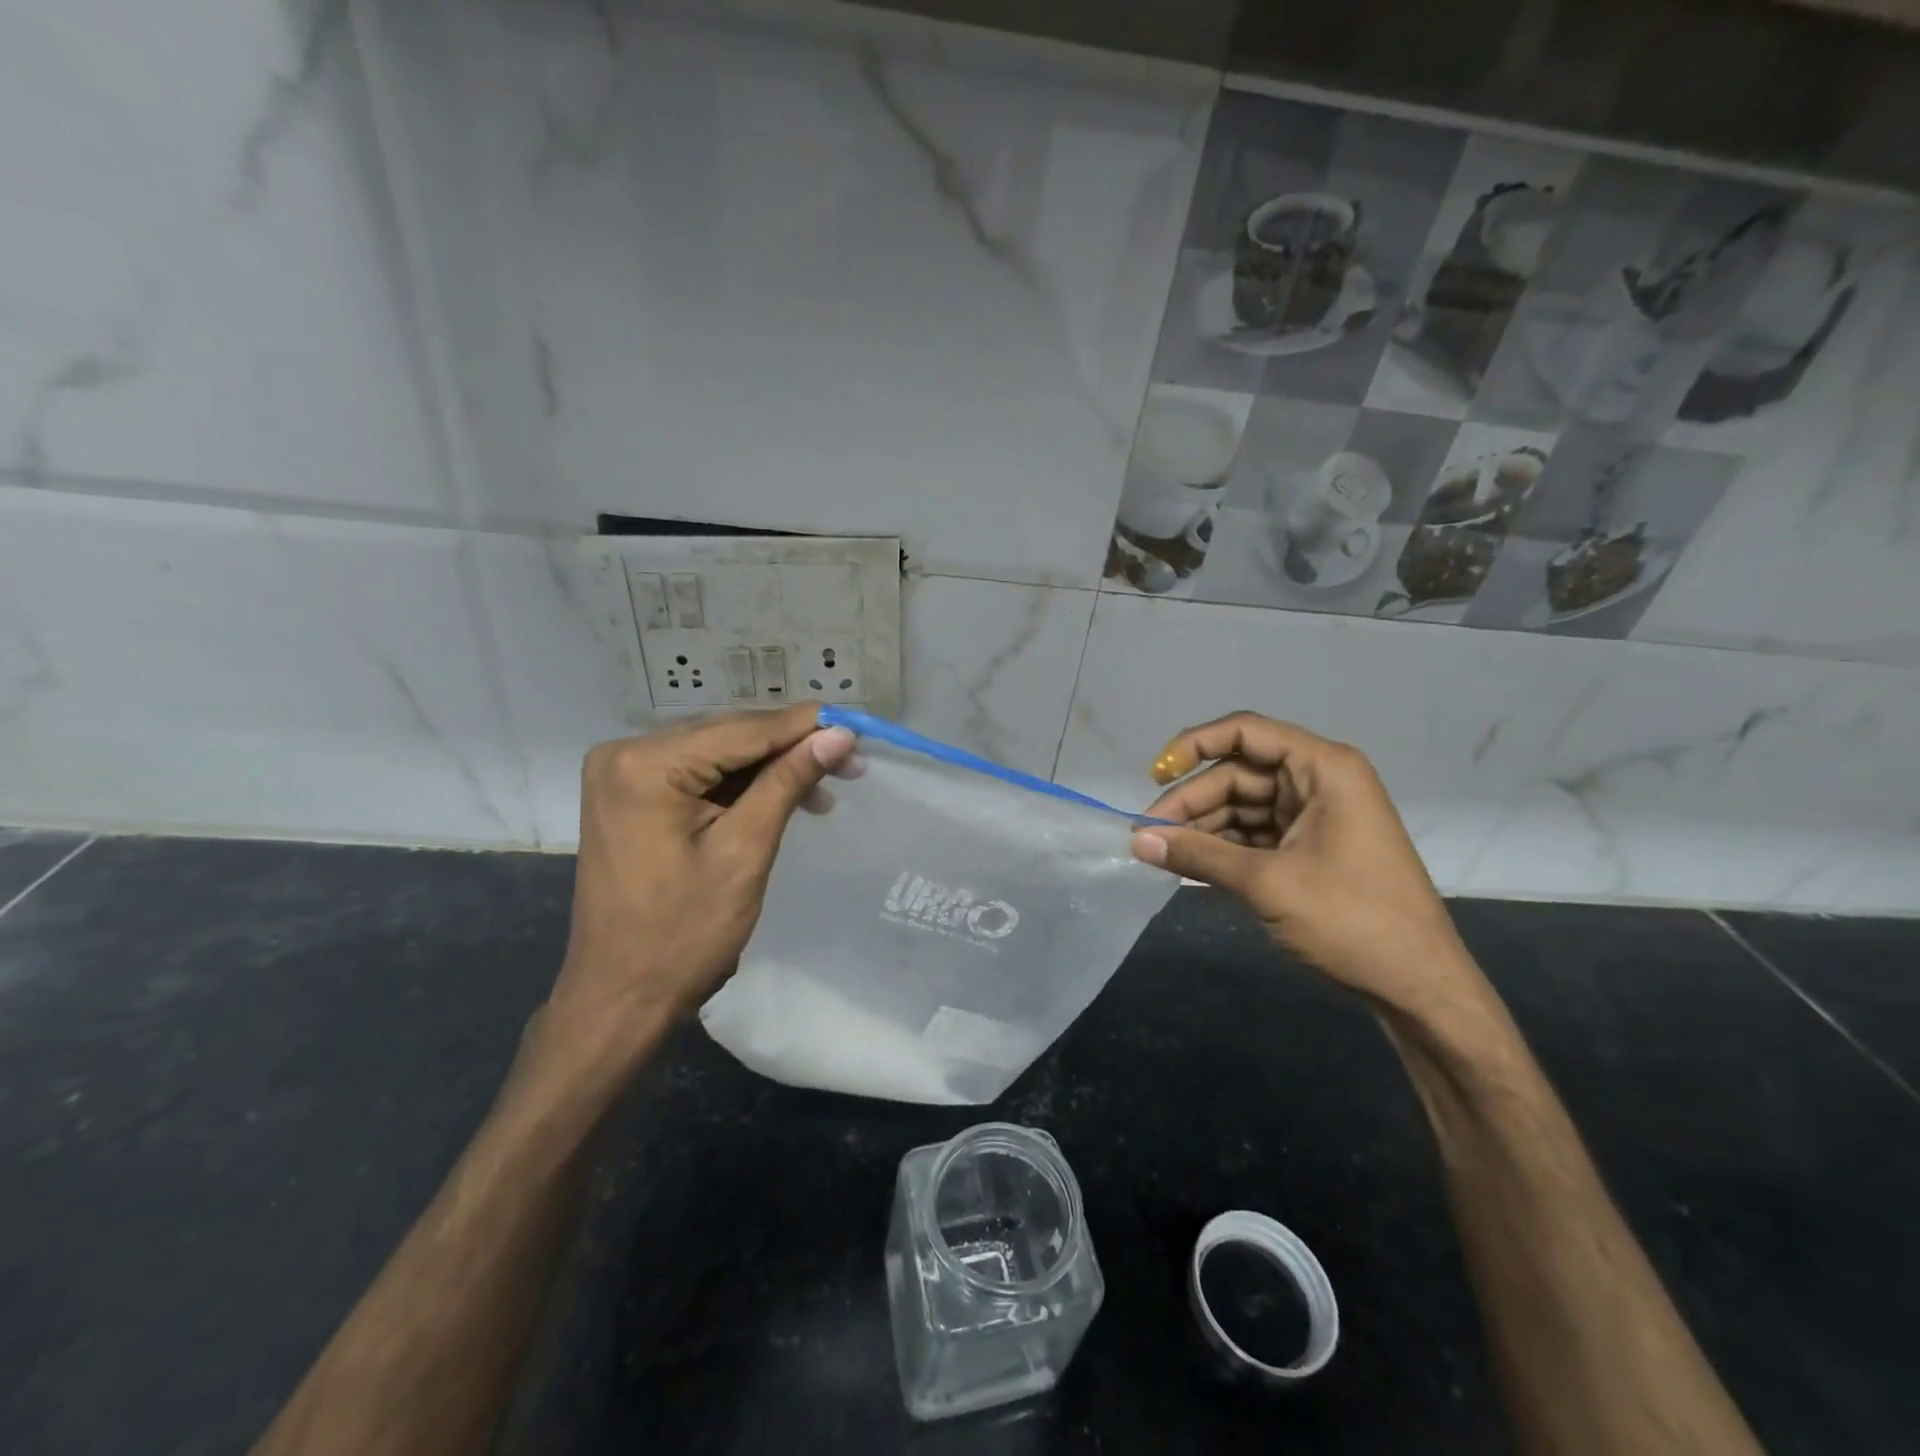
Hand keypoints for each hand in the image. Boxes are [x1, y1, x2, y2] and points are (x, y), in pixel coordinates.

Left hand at [542, 705, 857, 1068]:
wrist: (621, 997)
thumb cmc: (683, 933)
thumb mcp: (744, 851)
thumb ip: (788, 781)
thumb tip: (839, 734)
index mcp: (644, 764)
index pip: (741, 730)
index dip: (804, 726)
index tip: (858, 726)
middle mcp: (624, 753)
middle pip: (728, 735)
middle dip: (791, 747)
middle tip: (851, 761)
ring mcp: (623, 774)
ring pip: (718, 753)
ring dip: (771, 768)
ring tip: (825, 788)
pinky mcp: (631, 795)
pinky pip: (699, 775)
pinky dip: (742, 785)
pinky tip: (783, 797)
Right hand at [1130, 712, 1476, 1014]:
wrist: (1419, 987)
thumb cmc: (1351, 920)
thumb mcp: (1266, 883)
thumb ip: (1198, 854)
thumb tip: (1136, 840)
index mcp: (1323, 768)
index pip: (1245, 733)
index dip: (1193, 746)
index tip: (1155, 776)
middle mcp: (1320, 782)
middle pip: (1238, 773)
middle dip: (1192, 801)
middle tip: (1148, 834)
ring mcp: (1317, 816)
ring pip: (1243, 805)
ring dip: (1203, 827)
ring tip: (1162, 853)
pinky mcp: (1311, 848)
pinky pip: (1256, 834)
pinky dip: (1224, 847)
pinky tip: (1192, 865)